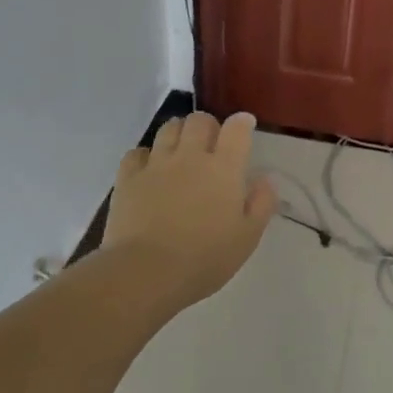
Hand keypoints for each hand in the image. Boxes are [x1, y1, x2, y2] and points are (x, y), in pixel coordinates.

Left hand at [101, 111, 277, 311]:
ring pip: (168, 128)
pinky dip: (146, 155)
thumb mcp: (247, 238)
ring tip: (181, 151)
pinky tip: (149, 170)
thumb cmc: (204, 259)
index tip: (244, 126)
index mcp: (223, 168)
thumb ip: (261, 204)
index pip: (236, 129)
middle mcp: (190, 156)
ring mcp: (156, 164)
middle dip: (208, 125)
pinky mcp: (128, 177)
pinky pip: (137, 152)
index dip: (242, 123)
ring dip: (178, 133)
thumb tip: (264, 179)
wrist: (147, 272)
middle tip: (211, 144)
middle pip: (199, 120)